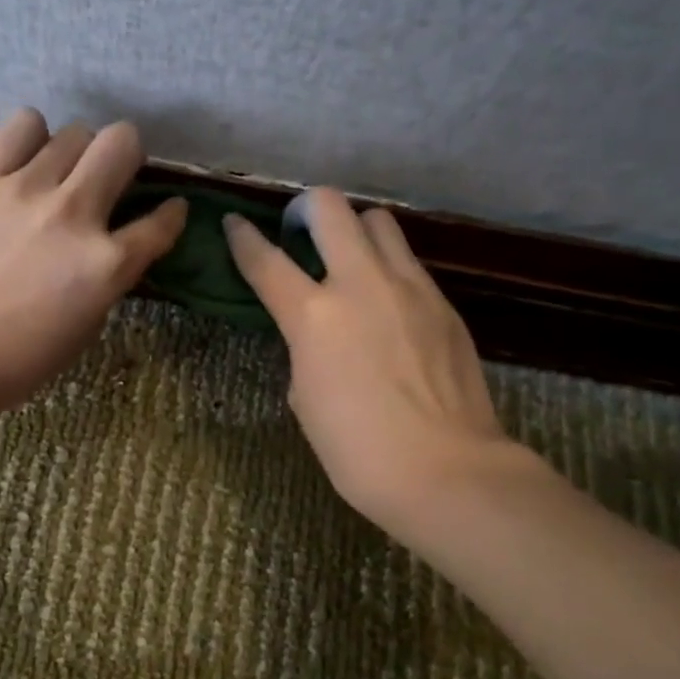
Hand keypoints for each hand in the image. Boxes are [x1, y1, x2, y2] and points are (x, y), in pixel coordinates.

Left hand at [0, 109, 186, 414]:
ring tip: (58, 176)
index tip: (167, 211)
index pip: (161, 222)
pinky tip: (25, 162)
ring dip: (77, 154)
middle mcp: (75, 214)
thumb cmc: (16, 358)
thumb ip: (108, 278)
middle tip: (109, 181)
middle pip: (122, 142)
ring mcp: (26, 189)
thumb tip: (113, 246)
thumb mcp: (85, 328)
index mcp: (106, 265)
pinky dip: (32, 138)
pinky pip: (23, 126)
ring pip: (74, 132)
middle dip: (127, 158)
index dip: (171, 214)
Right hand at [223, 189, 525, 530]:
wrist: (445, 470)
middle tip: (301, 232)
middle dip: (305, 209)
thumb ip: (304, 349)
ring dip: (354, 229)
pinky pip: (408, 262)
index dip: (242, 238)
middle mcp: (360, 284)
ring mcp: (409, 287)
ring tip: (349, 259)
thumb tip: (316, 332)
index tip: (234, 223)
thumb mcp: (305, 397)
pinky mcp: (443, 302)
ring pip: (378, 221)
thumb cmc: (357, 450)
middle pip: (330, 208)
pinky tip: (386, 302)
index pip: (265, 260)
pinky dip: (387, 266)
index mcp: (313, 316)